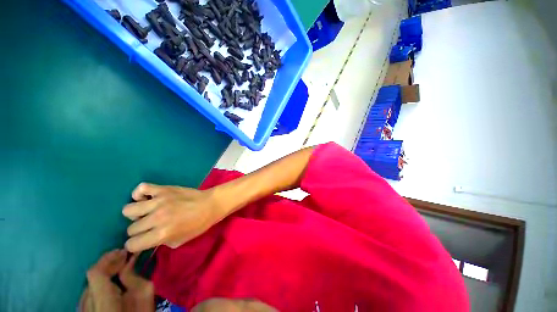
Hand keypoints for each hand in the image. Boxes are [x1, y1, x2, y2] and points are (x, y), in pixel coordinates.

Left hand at [80, 250, 154, 311]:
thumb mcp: (144, 297)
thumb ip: (134, 278)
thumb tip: (127, 263)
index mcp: (103, 303)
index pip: (95, 273)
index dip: (108, 259)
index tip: (124, 252)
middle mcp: (88, 305)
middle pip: (92, 277)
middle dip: (109, 264)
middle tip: (125, 258)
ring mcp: (83, 310)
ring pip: (90, 284)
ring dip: (104, 273)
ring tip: (119, 267)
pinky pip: (89, 292)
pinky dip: (100, 283)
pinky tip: (111, 283)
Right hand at [122, 183, 224, 252]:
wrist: (210, 204)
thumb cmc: (198, 224)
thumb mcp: (179, 241)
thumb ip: (159, 242)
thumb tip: (146, 240)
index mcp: (161, 234)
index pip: (131, 245)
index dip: (136, 245)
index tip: (143, 240)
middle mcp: (157, 218)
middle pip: (130, 229)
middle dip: (138, 231)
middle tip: (150, 226)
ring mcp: (159, 201)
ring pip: (128, 210)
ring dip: (136, 214)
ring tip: (148, 212)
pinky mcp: (164, 189)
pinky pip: (141, 188)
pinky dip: (140, 193)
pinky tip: (149, 198)